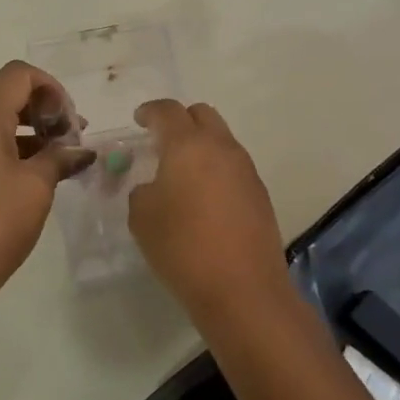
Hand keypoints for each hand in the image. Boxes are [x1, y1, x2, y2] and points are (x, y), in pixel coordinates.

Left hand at [0, 61, 94, 310]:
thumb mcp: (36, 188)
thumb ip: (60, 158)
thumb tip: (80, 150)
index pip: (17, 75)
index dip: (51, 87)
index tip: (70, 120)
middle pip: (7, 98)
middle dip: (45, 111)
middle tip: (73, 141)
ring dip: (33, 135)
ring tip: (63, 163)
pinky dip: (15, 154)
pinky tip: (37, 180)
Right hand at [128, 100, 287, 311]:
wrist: (242, 289)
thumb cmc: (182, 246)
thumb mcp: (142, 217)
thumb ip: (142, 191)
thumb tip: (155, 186)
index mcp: (188, 145)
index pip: (167, 111)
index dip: (150, 111)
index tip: (139, 119)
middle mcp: (222, 148)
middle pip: (202, 115)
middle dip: (180, 120)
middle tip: (161, 141)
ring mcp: (246, 170)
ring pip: (221, 140)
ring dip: (201, 146)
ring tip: (182, 173)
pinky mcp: (260, 194)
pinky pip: (233, 167)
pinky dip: (216, 170)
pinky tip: (204, 198)